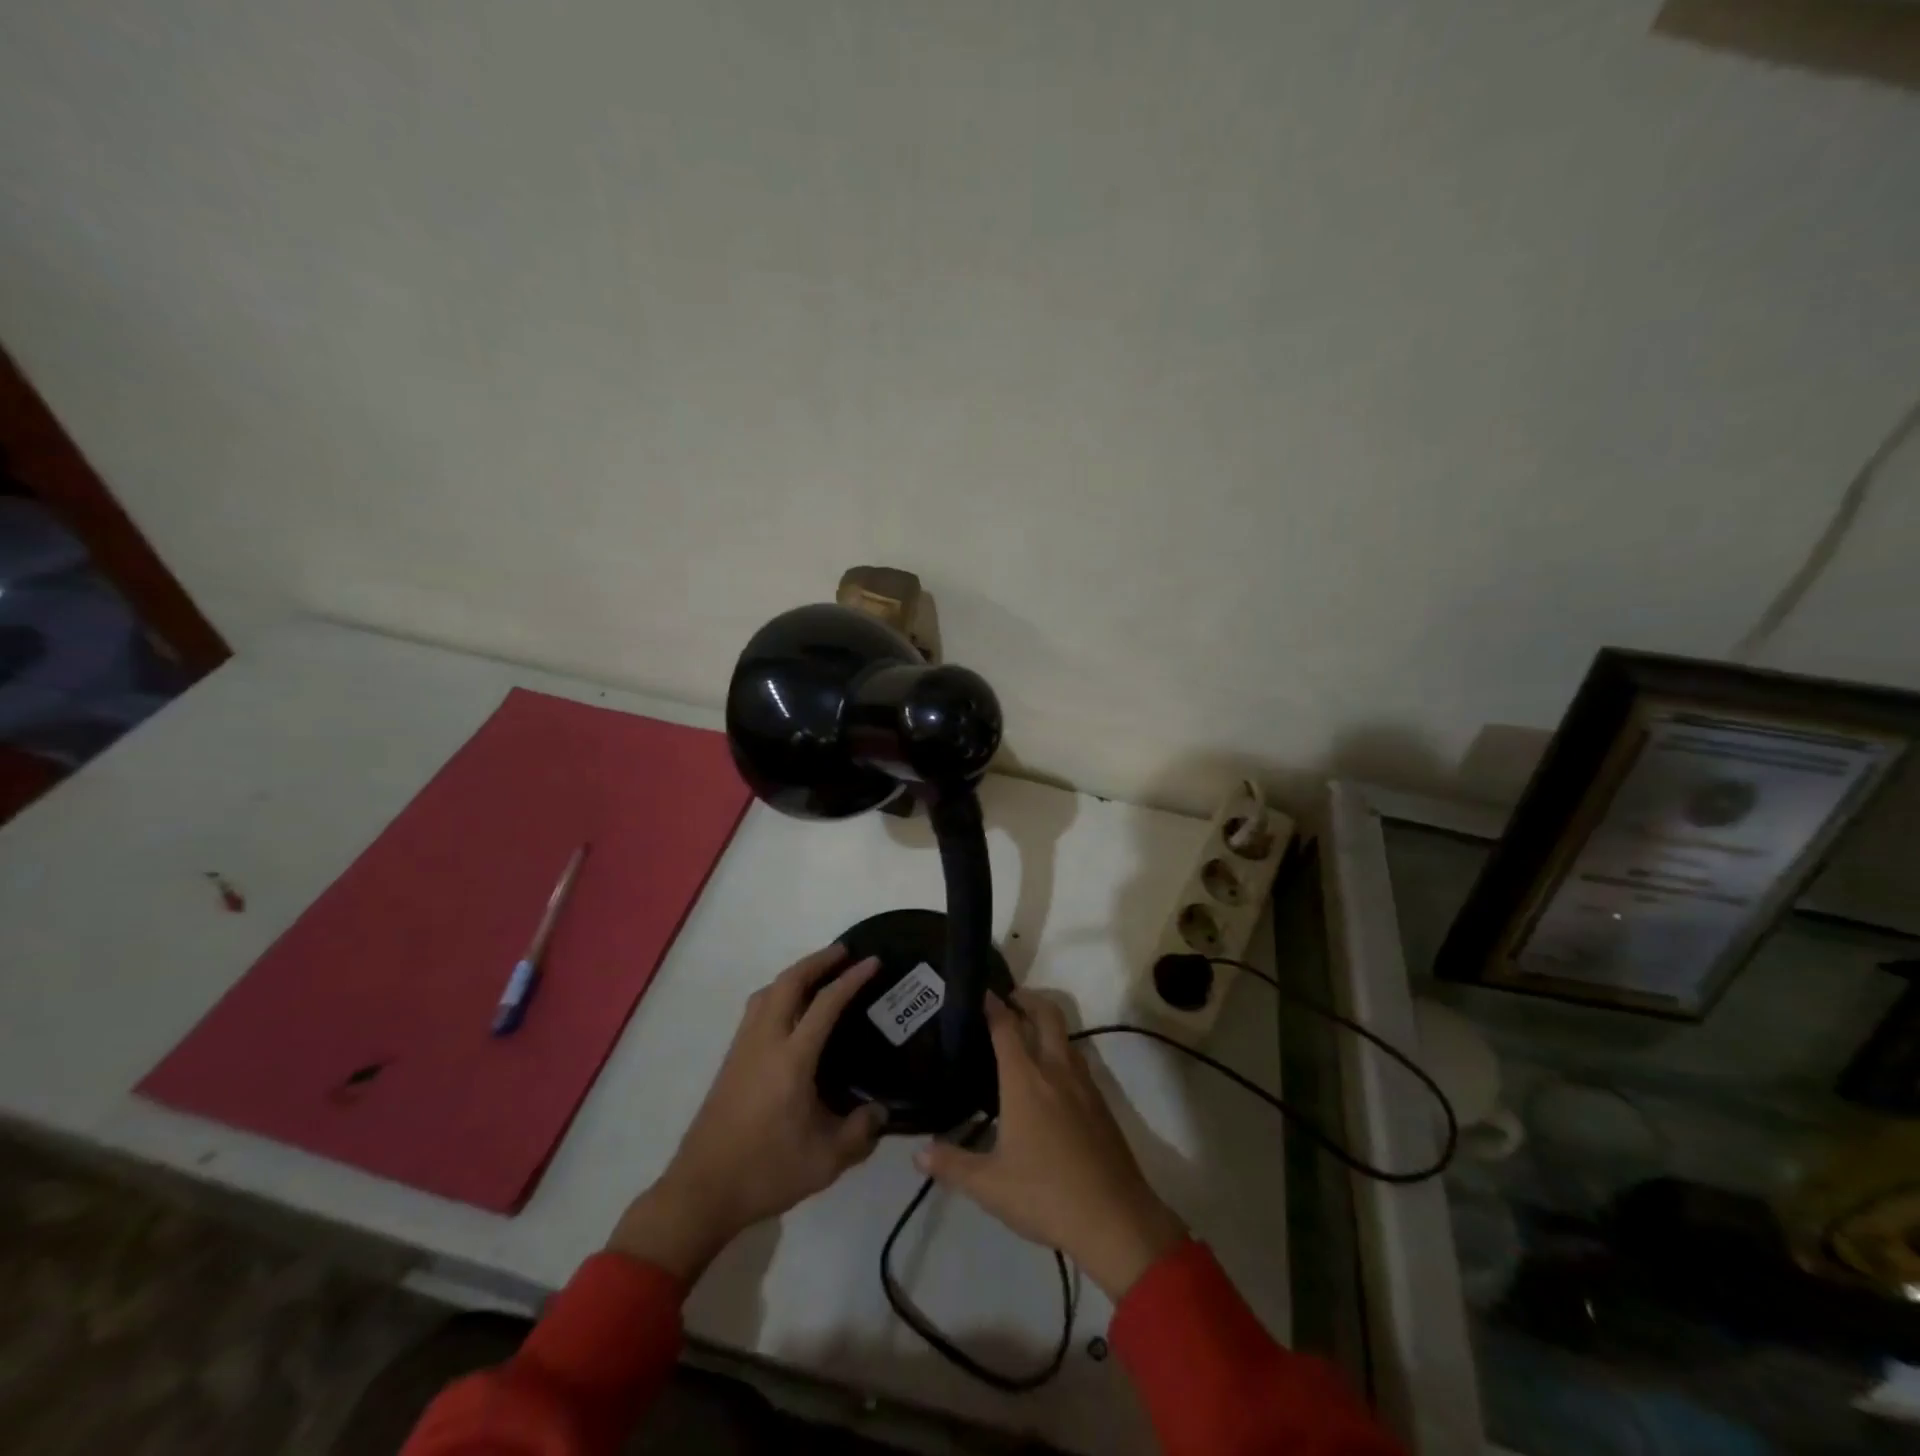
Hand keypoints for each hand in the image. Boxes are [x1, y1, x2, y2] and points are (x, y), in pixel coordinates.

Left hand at [607, 946, 885, 1280]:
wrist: (701, 1192)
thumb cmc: (766, 1172)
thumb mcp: (825, 1161)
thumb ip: (860, 1132)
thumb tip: (880, 1111)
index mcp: (791, 1060)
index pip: (825, 1004)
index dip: (851, 979)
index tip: (872, 961)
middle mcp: (765, 1043)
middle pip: (788, 983)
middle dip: (817, 961)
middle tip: (844, 952)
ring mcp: (742, 1049)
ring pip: (767, 992)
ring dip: (794, 974)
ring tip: (817, 973)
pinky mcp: (731, 1061)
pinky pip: (756, 1009)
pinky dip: (777, 993)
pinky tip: (788, 1010)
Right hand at [916, 991, 1185, 1299]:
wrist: (1115, 1218)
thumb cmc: (1045, 1195)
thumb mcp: (989, 1186)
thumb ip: (952, 1165)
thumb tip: (918, 1154)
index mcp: (1026, 1081)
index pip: (1007, 1028)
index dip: (993, 1006)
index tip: (981, 992)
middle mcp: (1056, 1071)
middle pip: (1046, 1015)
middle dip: (1027, 999)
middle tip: (1008, 999)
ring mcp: (1083, 1085)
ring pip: (1066, 1037)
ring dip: (1047, 1024)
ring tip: (1027, 1034)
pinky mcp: (1100, 1104)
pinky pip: (1078, 1061)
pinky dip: (1061, 1051)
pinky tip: (1051, 1078)